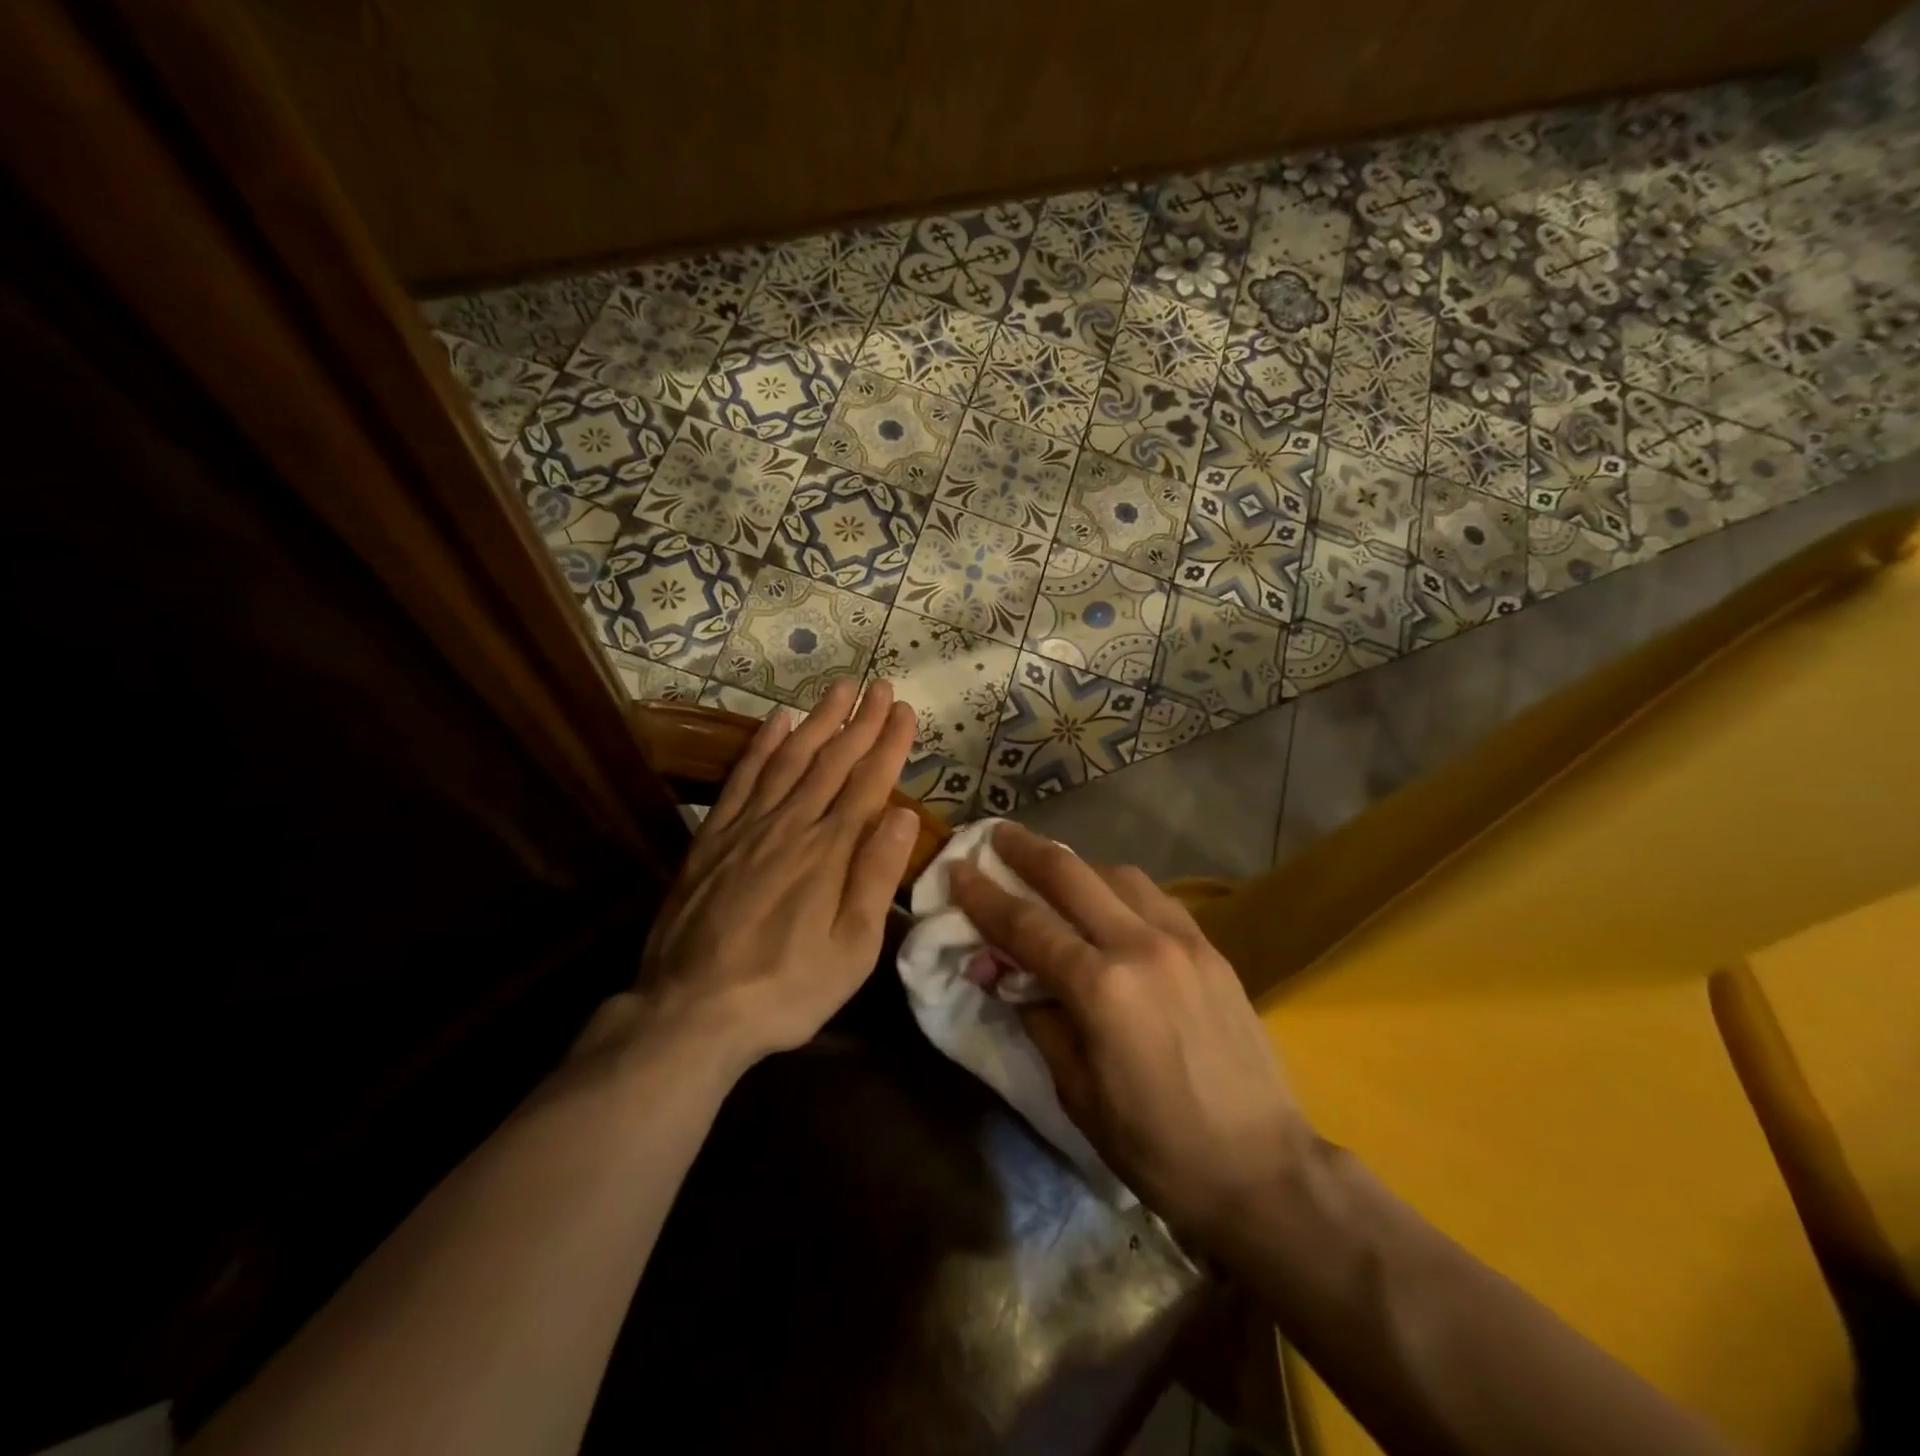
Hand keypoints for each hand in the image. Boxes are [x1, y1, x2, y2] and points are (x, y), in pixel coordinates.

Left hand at [631, 679, 919, 1073]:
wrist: (692, 1011)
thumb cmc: (786, 989)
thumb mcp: (851, 949)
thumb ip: (876, 876)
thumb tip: (903, 814)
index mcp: (830, 852)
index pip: (869, 783)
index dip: (889, 743)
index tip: (903, 710)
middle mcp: (792, 825)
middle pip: (832, 761)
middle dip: (860, 721)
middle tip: (879, 685)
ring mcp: (747, 827)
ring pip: (790, 758)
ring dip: (818, 721)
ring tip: (838, 689)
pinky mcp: (713, 837)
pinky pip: (742, 778)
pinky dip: (762, 746)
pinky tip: (777, 722)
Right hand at [949, 822, 1308, 1242]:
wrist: (1263, 1169)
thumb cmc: (1157, 1148)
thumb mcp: (1077, 1093)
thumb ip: (1038, 1019)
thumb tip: (1003, 973)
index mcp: (1102, 988)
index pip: (1026, 926)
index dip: (984, 896)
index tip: (957, 869)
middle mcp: (1141, 946)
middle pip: (1071, 875)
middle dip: (1027, 850)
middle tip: (997, 834)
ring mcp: (1183, 941)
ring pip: (1118, 875)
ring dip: (1077, 866)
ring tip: (1053, 871)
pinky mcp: (1211, 949)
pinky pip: (1155, 898)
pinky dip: (1121, 888)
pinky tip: (1110, 903)